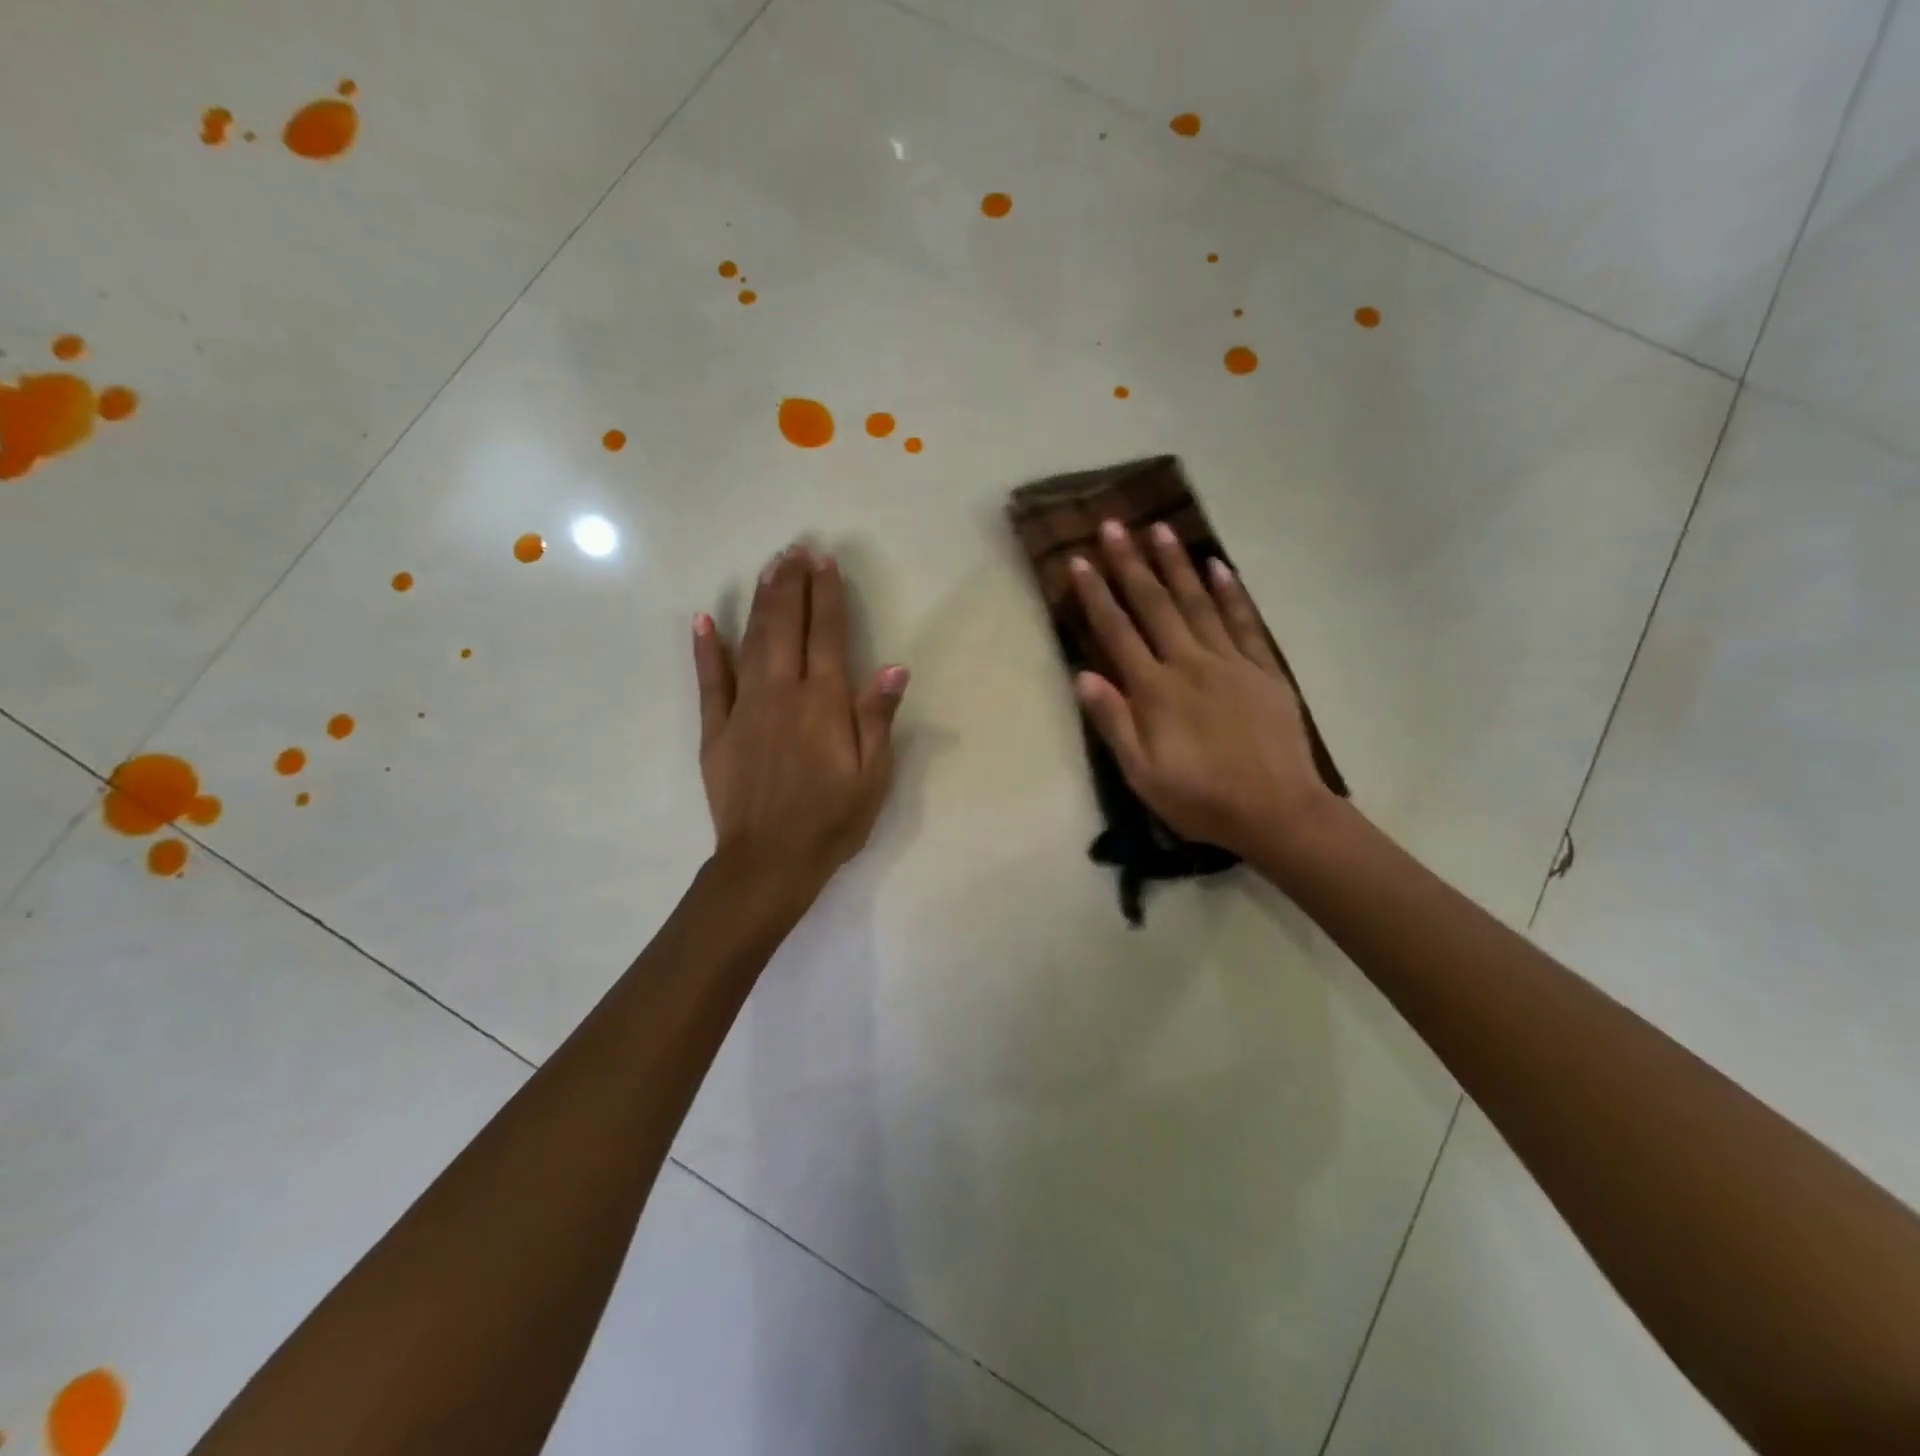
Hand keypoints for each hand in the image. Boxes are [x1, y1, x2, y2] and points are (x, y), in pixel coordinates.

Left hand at [693, 544, 908, 907]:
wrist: (769, 862)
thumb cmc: (832, 821)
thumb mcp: (873, 776)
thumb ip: (878, 718)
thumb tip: (894, 666)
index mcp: (825, 703)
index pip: (829, 635)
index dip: (827, 595)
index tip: (825, 561)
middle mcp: (783, 693)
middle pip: (786, 626)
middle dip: (791, 585)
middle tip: (794, 549)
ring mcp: (744, 709)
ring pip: (751, 642)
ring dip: (760, 602)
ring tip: (767, 568)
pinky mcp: (716, 730)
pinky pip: (710, 681)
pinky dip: (707, 649)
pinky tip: (704, 620)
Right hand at [1070, 520, 1334, 862]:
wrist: (1277, 811)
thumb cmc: (1201, 799)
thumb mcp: (1142, 774)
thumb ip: (1113, 722)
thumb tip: (1082, 675)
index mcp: (1155, 691)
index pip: (1117, 633)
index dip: (1096, 595)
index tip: (1080, 560)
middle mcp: (1189, 664)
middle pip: (1155, 606)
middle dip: (1131, 564)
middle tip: (1114, 524)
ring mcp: (1230, 663)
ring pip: (1198, 603)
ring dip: (1177, 565)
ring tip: (1160, 529)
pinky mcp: (1263, 670)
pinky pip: (1245, 623)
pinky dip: (1230, 593)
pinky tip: (1218, 567)